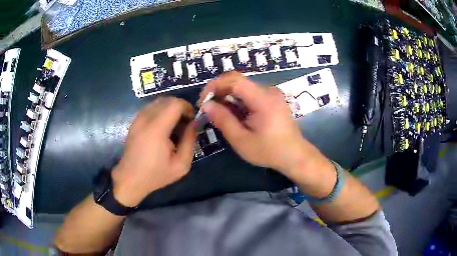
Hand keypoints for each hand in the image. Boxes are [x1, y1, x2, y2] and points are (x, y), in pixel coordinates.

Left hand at [111, 97, 196, 206]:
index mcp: (157, 129)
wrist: (130, 179)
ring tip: (175, 126)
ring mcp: (138, 119)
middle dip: (180, 107)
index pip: (175, 104)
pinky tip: (163, 128)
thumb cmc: (156, 175)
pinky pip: (151, 108)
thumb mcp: (181, 165)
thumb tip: (195, 124)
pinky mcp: (135, 121)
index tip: (192, 121)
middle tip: (185, 124)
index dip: (187, 108)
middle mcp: (145, 119)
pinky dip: (161, 112)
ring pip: (158, 102)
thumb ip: (190, 141)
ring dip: (170, 109)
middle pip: (167, 100)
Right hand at [199, 72, 332, 181]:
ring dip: (228, 97)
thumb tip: (207, 105)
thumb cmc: (269, 151)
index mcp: (263, 99)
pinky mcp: (272, 99)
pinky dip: (238, 101)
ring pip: (243, 87)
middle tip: (207, 108)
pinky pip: (250, 94)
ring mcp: (272, 94)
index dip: (215, 85)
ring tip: (218, 113)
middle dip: (219, 91)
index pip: (235, 80)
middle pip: (238, 81)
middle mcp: (269, 91)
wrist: (294, 155)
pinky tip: (233, 114)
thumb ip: (223, 120)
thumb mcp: (242, 140)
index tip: (203, 100)